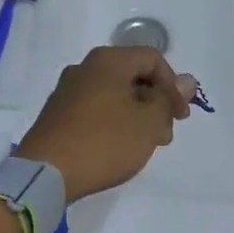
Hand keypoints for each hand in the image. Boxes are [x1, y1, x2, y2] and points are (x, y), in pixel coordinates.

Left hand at [18, 46, 195, 201]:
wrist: (46, 173)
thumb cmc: (105, 142)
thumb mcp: (148, 122)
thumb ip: (168, 99)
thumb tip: (187, 80)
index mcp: (108, 61)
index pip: (153, 59)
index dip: (174, 86)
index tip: (180, 117)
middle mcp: (85, 68)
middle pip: (133, 76)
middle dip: (156, 103)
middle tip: (164, 135)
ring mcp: (67, 91)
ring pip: (115, 95)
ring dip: (137, 116)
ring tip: (144, 145)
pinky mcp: (57, 115)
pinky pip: (96, 110)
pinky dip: (115, 123)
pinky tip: (118, 148)